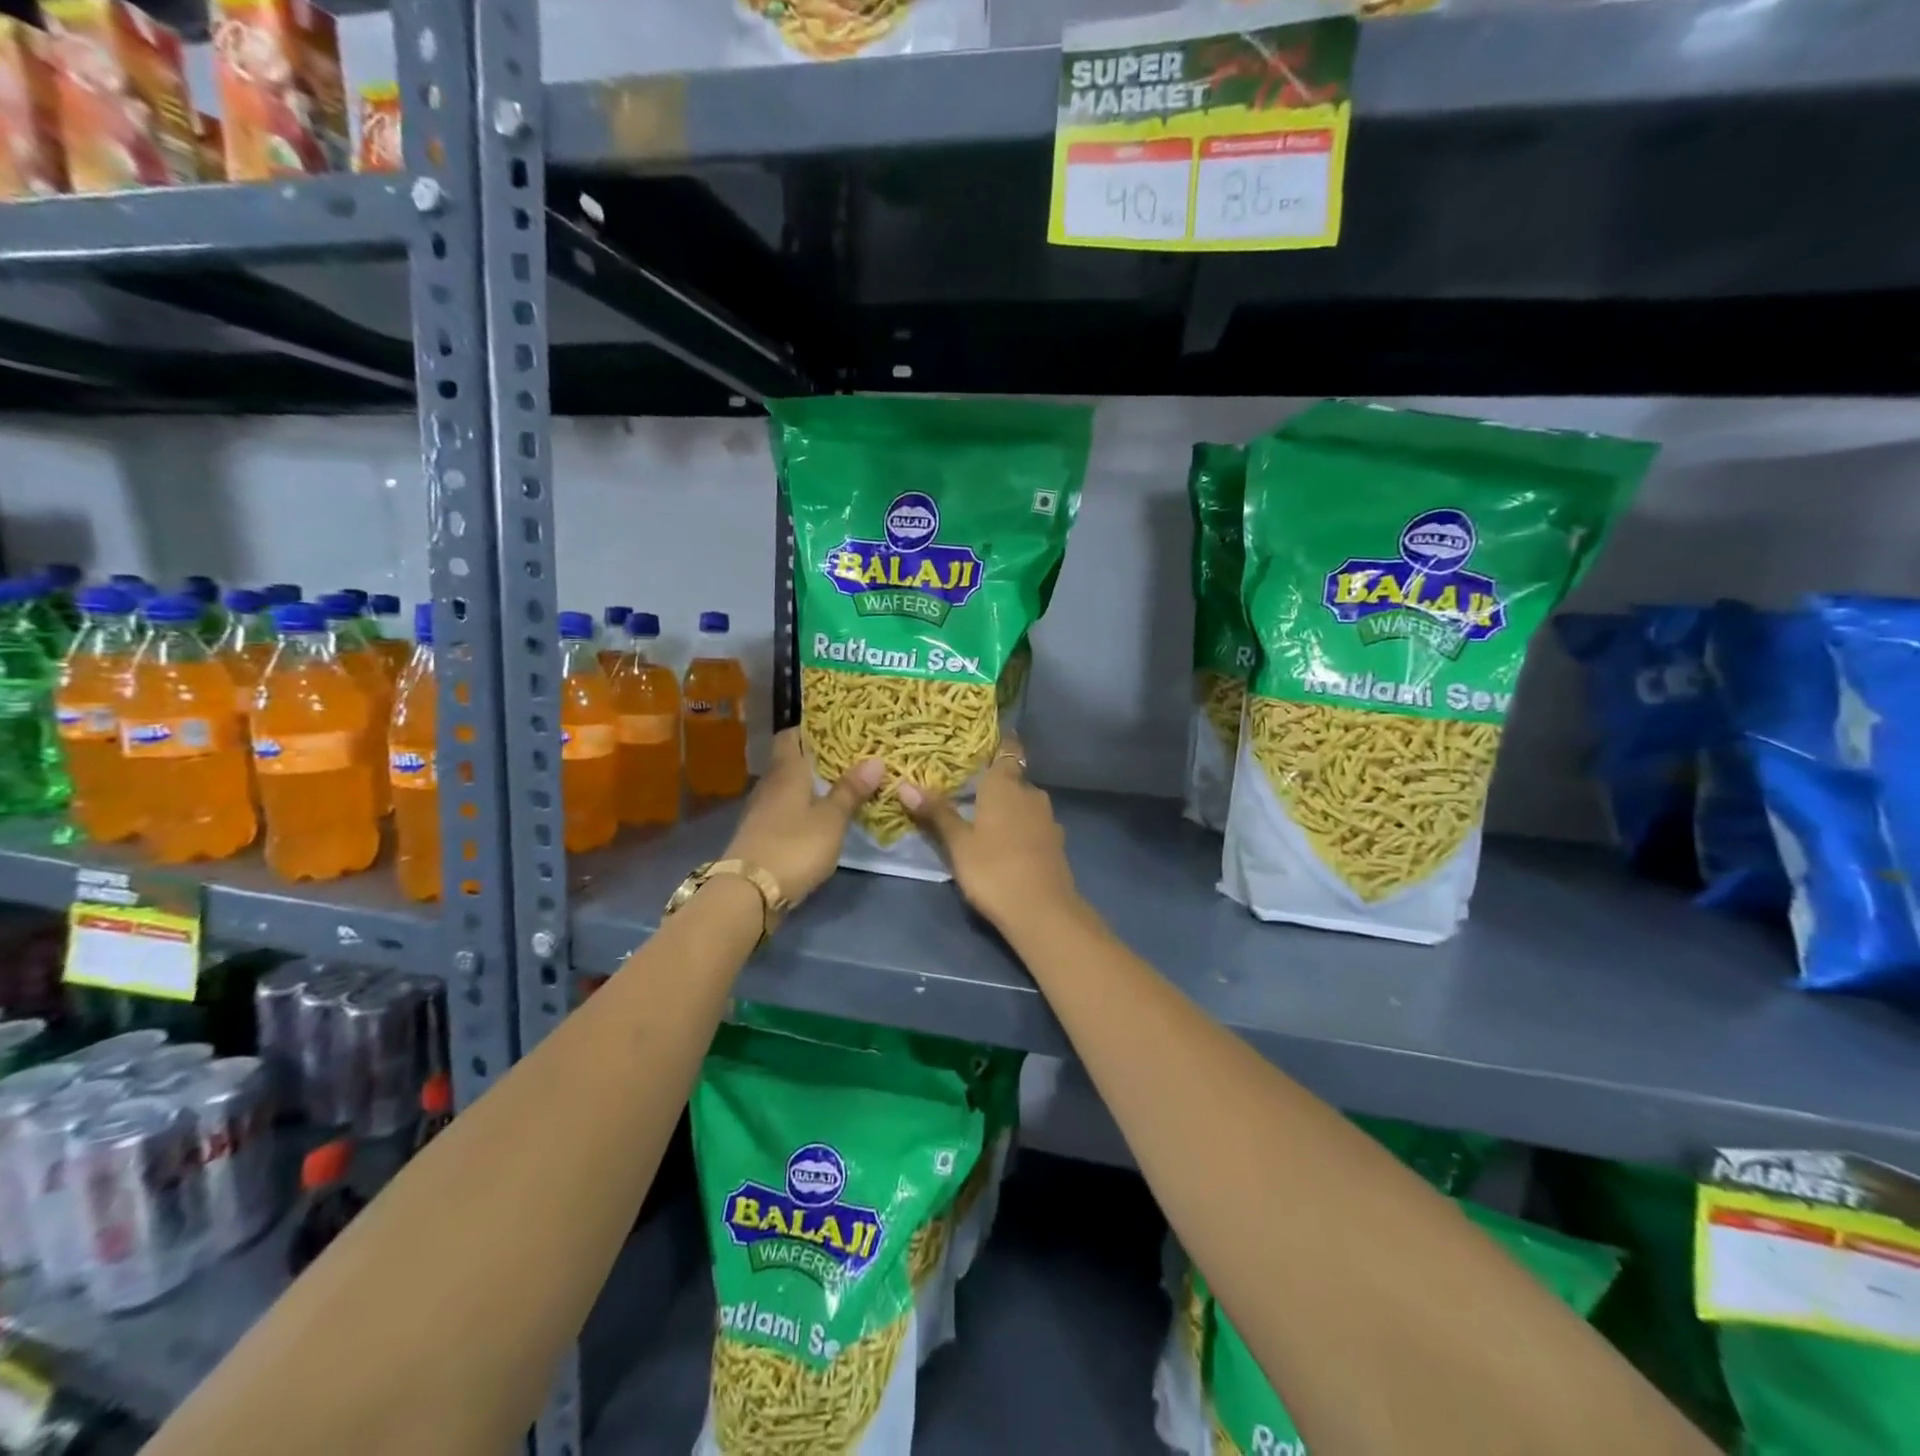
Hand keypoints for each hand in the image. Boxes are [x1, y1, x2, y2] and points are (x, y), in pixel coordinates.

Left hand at [722, 729, 881, 906]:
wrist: (749, 893)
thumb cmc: (794, 846)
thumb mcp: (831, 819)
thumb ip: (851, 790)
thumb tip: (875, 760)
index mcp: (786, 771)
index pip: (790, 735)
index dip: (810, 729)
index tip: (836, 728)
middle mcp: (770, 785)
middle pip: (791, 761)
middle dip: (817, 759)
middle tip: (851, 757)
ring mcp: (762, 811)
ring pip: (789, 788)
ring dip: (811, 786)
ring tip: (842, 786)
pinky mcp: (761, 836)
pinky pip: (785, 811)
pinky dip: (803, 809)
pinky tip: (821, 818)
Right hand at [897, 734, 1078, 930]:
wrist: (1043, 912)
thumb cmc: (994, 870)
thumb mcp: (958, 843)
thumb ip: (936, 813)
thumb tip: (905, 785)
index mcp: (1006, 785)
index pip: (1008, 749)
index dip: (999, 743)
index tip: (980, 744)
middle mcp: (1031, 794)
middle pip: (1013, 778)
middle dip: (995, 783)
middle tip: (967, 789)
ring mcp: (1048, 819)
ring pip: (1025, 803)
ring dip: (1008, 807)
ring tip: (983, 817)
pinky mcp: (1056, 843)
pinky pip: (1034, 824)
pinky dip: (1021, 828)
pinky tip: (1005, 843)